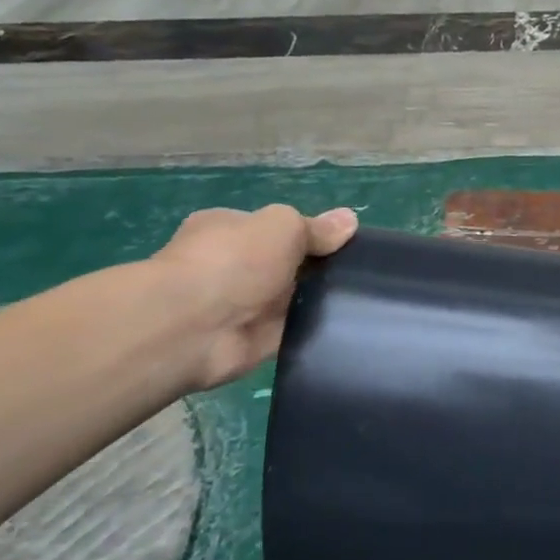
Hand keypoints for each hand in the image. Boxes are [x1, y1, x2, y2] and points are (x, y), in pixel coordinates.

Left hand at [149, 204, 357, 390]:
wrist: (194, 327)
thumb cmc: (234, 261)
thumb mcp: (283, 227)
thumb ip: (316, 228)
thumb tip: (350, 219)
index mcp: (230, 230)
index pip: (277, 230)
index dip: (313, 235)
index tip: (348, 245)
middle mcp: (235, 266)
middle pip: (290, 265)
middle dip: (321, 270)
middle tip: (362, 275)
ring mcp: (245, 306)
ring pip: (296, 299)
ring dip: (320, 301)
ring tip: (365, 301)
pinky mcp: (257, 340)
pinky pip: (296, 331)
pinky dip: (316, 330)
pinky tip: (349, 327)